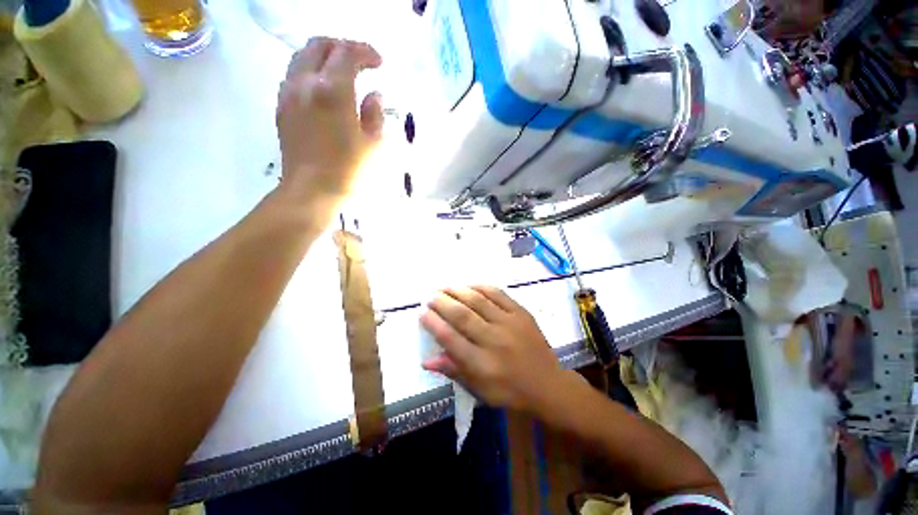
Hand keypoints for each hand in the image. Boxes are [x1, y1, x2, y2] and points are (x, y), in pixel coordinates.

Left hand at [276, 37, 383, 221]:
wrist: (311, 190)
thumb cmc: (348, 170)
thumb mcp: (373, 144)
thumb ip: (375, 114)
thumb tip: (374, 96)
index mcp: (333, 90)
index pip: (347, 53)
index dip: (366, 52)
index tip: (379, 63)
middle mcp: (306, 82)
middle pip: (320, 45)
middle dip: (343, 46)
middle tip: (360, 62)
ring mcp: (289, 93)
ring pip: (302, 56)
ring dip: (324, 56)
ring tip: (341, 72)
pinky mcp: (281, 107)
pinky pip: (294, 75)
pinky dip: (311, 71)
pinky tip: (324, 89)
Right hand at [421, 286, 564, 412]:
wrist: (547, 384)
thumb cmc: (510, 391)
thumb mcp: (480, 390)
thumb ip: (454, 371)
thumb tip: (426, 361)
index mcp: (482, 364)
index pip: (451, 340)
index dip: (434, 324)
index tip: (422, 313)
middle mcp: (494, 341)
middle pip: (462, 316)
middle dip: (442, 303)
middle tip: (430, 296)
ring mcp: (509, 324)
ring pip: (478, 301)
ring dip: (458, 291)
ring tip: (444, 287)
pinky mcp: (521, 313)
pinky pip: (498, 294)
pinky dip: (481, 287)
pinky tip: (470, 285)